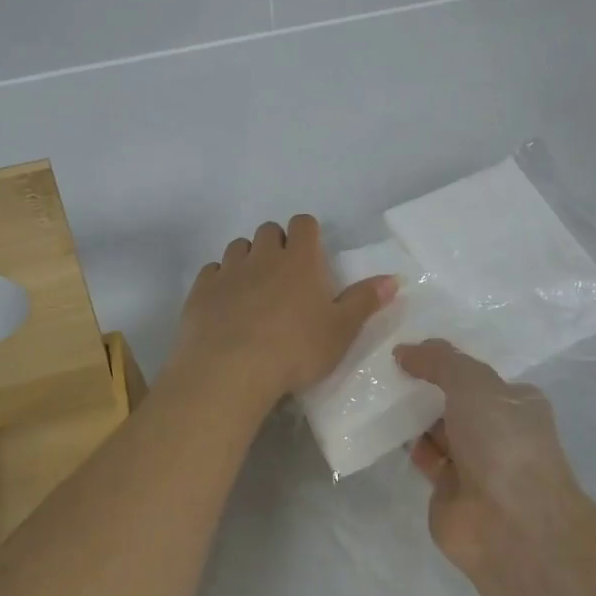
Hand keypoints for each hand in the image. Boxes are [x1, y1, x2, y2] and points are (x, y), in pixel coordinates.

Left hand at [170, 215, 396, 406]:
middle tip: (284, 275)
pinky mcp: (201, 291)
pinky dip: (220, 280)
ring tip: (254, 288)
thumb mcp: (341, 331)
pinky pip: (211, 271)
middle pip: (269, 231)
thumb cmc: (296, 350)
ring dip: (247, 258)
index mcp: (300, 260)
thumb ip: (365, 301)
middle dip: (277, 244)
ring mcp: (228, 271)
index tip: (311, 255)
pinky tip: (225, 303)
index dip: (308, 234)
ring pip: (238, 247)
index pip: (304, 224)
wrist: (230, 371)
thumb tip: (394, 278)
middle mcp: (263, 256)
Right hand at [393, 340, 585, 576]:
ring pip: (438, 428)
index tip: (410, 346)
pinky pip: (424, 455)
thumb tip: (404, 350)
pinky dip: (406, 442)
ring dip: (412, 413)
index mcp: (517, 401)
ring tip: (376, 389)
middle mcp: (498, 430)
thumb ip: (439, 360)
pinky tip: (380, 424)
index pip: (478, 374)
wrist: (510, 524)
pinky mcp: (449, 489)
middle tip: (384, 364)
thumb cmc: (502, 441)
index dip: (447, 360)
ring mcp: (474, 462)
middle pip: (455, 400)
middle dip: (426, 385)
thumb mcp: (472, 382)